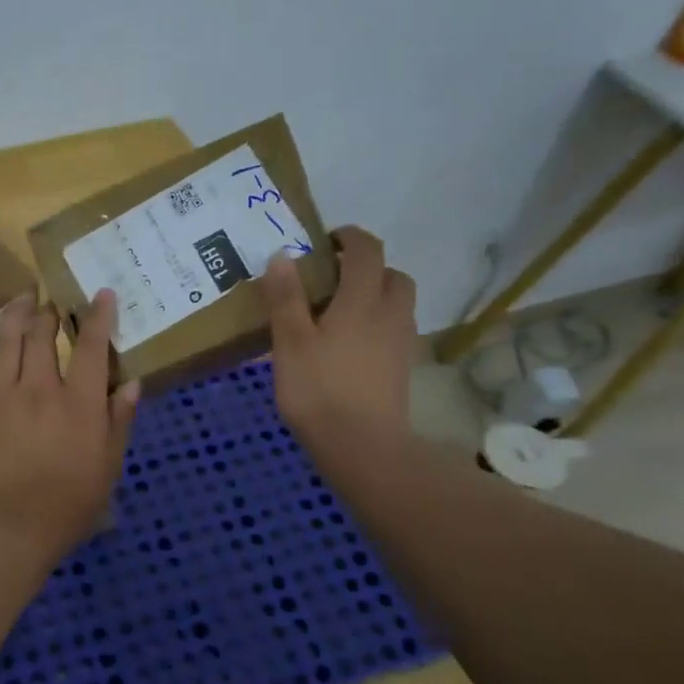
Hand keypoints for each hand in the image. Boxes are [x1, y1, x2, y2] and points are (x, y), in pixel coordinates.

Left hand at [0, 291, 139, 567]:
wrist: (15, 524)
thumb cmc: (72, 500)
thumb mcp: (109, 463)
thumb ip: (120, 420)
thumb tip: (132, 383)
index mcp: (79, 401)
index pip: (91, 347)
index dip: (98, 316)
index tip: (101, 293)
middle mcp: (41, 388)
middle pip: (42, 335)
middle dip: (49, 312)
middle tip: (52, 301)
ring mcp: (5, 397)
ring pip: (7, 343)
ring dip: (15, 316)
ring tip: (22, 299)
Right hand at [260, 226, 416, 463]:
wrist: (362, 447)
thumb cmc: (319, 390)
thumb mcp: (290, 342)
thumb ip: (285, 298)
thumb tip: (282, 255)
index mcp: (362, 300)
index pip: (367, 251)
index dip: (349, 237)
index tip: (326, 241)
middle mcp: (390, 314)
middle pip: (393, 275)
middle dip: (368, 267)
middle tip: (334, 279)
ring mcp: (400, 343)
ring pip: (398, 304)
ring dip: (375, 295)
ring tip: (338, 312)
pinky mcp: (401, 369)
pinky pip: (394, 330)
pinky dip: (377, 324)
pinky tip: (349, 345)